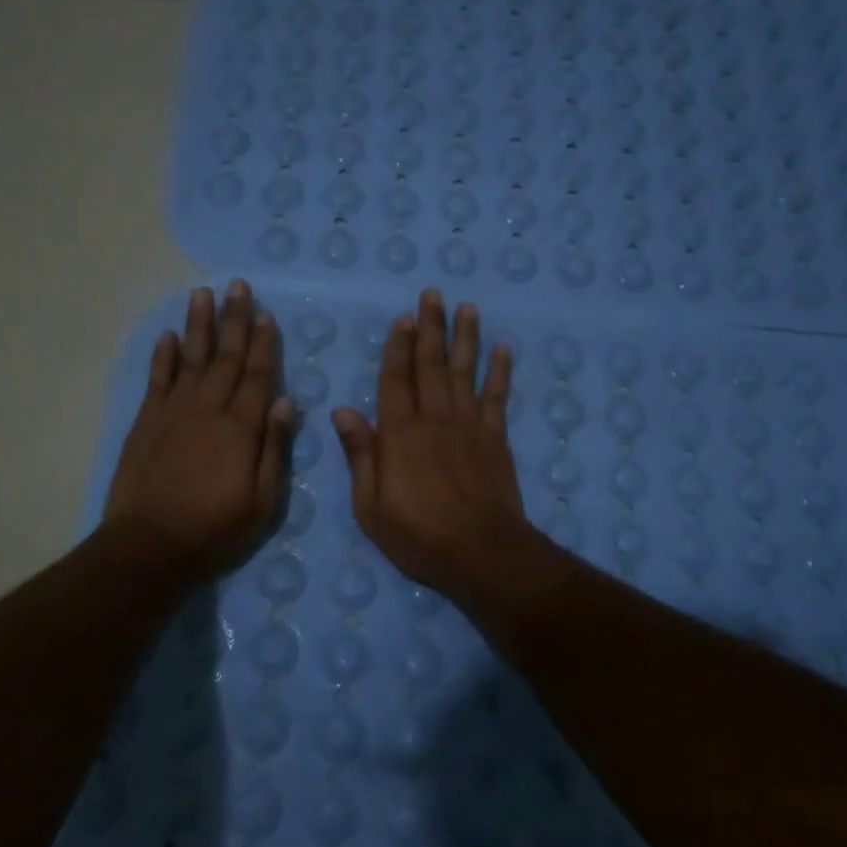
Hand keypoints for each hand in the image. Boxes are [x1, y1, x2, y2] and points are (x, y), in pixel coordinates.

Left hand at [102, 279, 293, 581]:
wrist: (148, 547)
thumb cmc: (214, 530)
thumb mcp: (263, 501)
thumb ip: (274, 449)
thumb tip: (285, 401)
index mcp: (241, 428)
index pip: (257, 376)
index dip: (263, 343)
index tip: (266, 313)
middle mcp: (208, 410)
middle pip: (225, 357)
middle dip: (234, 320)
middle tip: (238, 286)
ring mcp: (173, 413)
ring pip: (191, 359)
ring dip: (199, 325)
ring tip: (203, 294)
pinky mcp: (146, 423)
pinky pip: (157, 380)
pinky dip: (163, 356)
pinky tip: (169, 335)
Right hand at [332, 289, 537, 605]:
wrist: (481, 553)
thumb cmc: (418, 535)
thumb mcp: (371, 506)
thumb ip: (360, 454)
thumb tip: (342, 409)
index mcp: (400, 434)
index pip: (396, 379)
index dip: (398, 347)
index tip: (403, 318)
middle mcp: (434, 418)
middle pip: (431, 365)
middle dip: (431, 328)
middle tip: (433, 294)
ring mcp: (469, 425)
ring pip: (465, 371)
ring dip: (465, 337)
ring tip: (467, 307)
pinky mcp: (495, 438)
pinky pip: (497, 396)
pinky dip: (501, 371)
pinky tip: (503, 348)